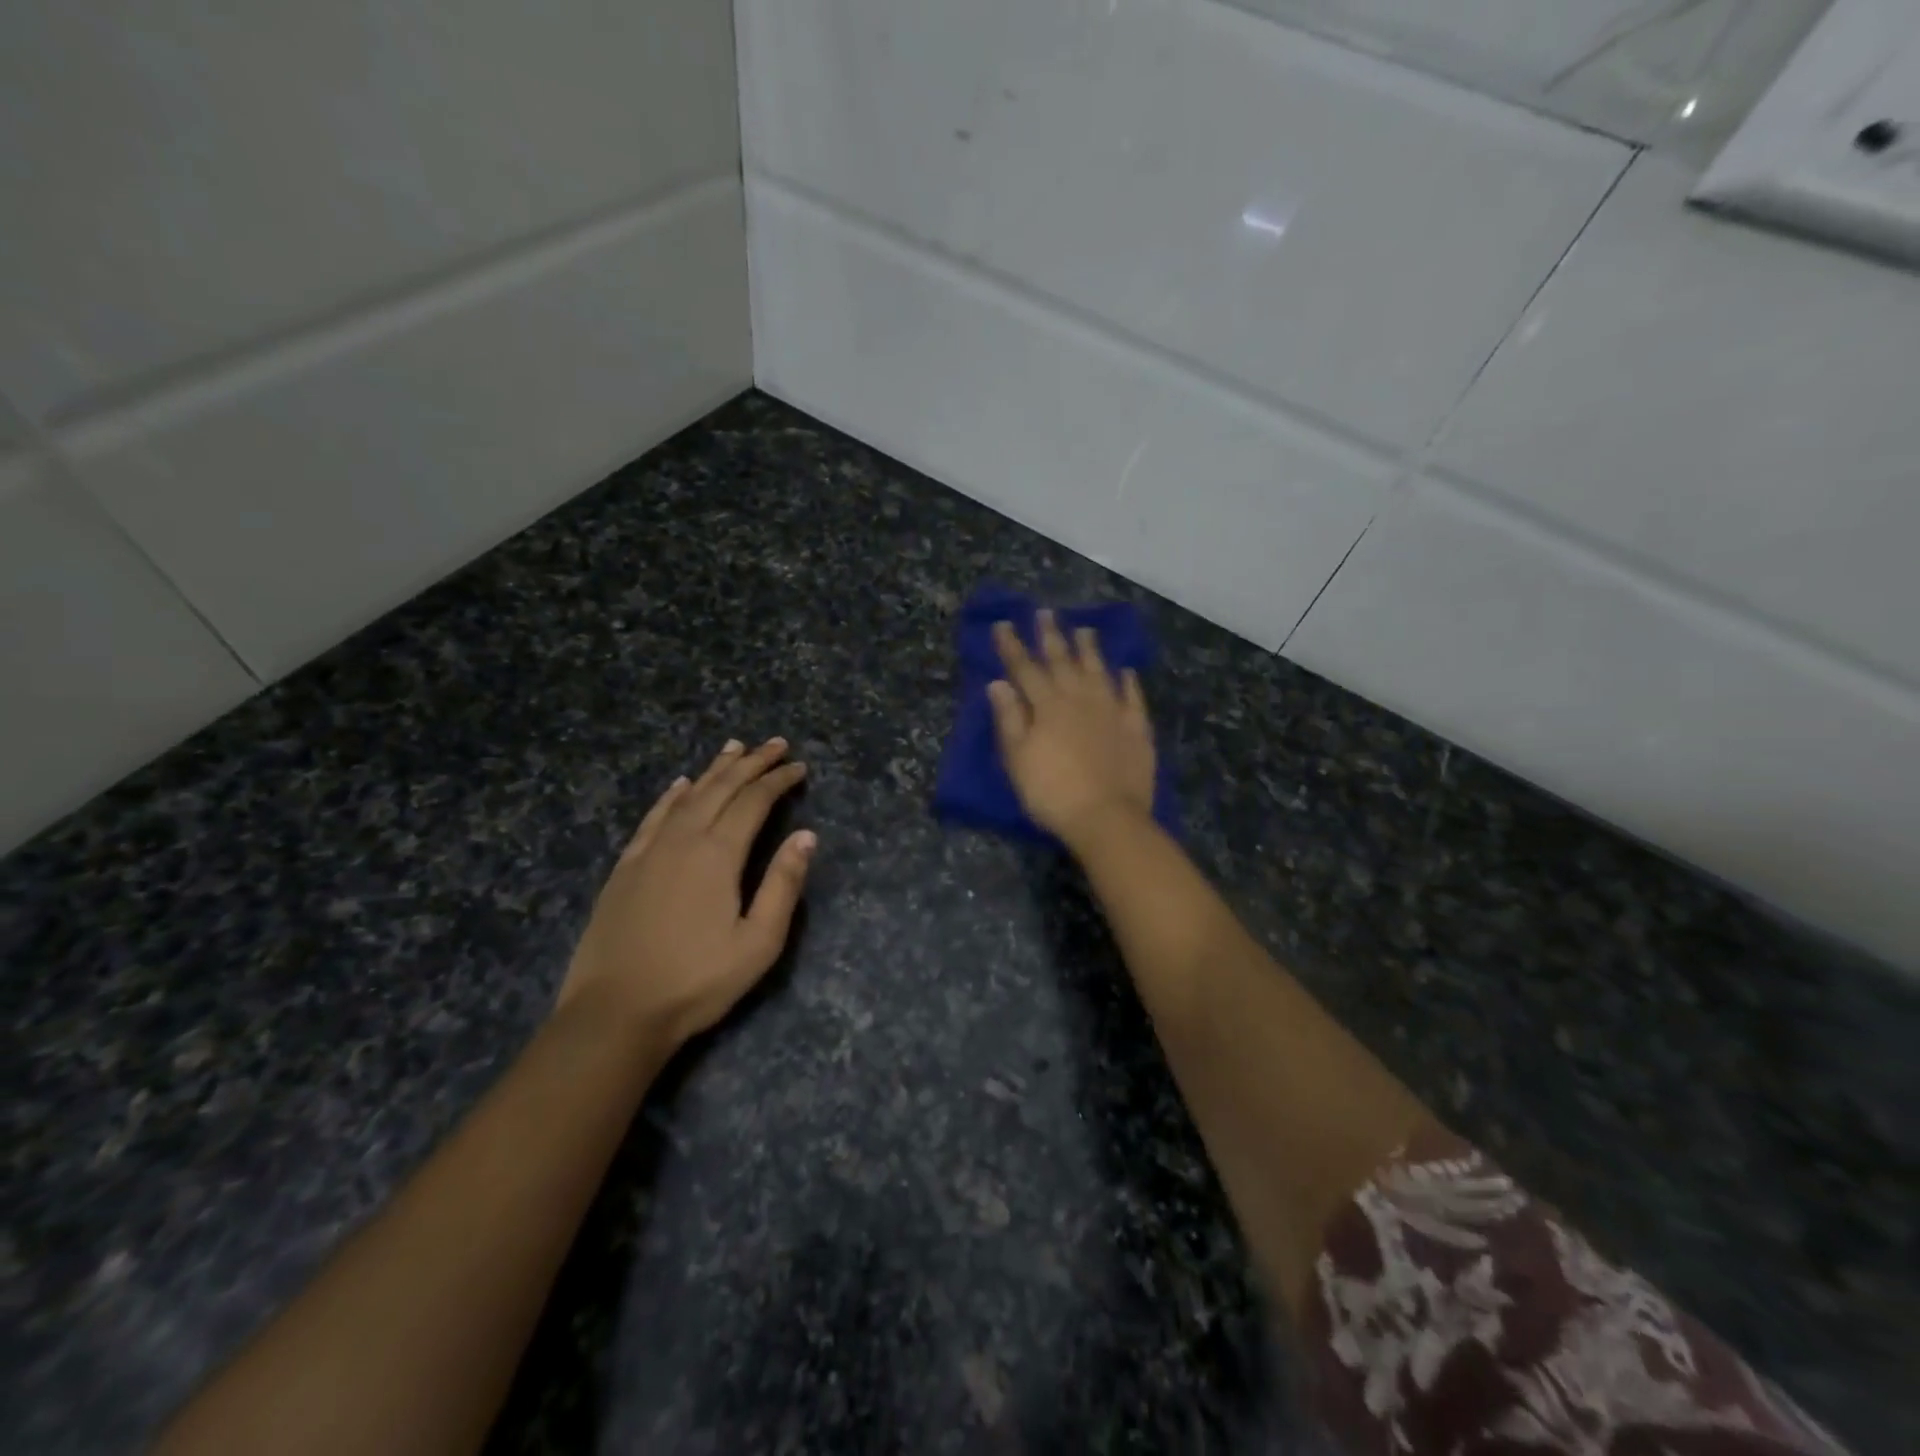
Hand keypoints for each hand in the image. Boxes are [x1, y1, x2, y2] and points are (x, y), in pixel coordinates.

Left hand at [557, 738, 814, 1048]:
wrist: (615, 1012)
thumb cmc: (697, 982)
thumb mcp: (758, 943)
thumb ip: (783, 885)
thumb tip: (806, 836)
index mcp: (718, 855)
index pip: (754, 802)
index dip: (778, 780)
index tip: (799, 767)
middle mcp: (683, 840)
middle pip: (721, 788)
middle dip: (751, 763)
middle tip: (775, 744)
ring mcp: (649, 851)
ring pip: (687, 796)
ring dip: (714, 770)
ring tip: (734, 748)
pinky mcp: (625, 867)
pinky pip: (653, 818)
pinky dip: (671, 796)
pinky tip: (679, 785)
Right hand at [989, 610, 1155, 846]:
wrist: (1106, 817)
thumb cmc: (1052, 792)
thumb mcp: (1018, 759)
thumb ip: (1009, 719)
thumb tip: (998, 683)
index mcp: (1047, 706)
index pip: (1025, 669)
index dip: (1012, 646)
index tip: (1003, 624)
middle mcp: (1080, 699)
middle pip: (1063, 661)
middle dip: (1051, 636)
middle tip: (1045, 612)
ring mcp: (1112, 711)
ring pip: (1099, 671)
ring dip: (1090, 649)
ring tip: (1085, 629)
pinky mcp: (1136, 728)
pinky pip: (1132, 697)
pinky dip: (1128, 682)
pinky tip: (1126, 671)